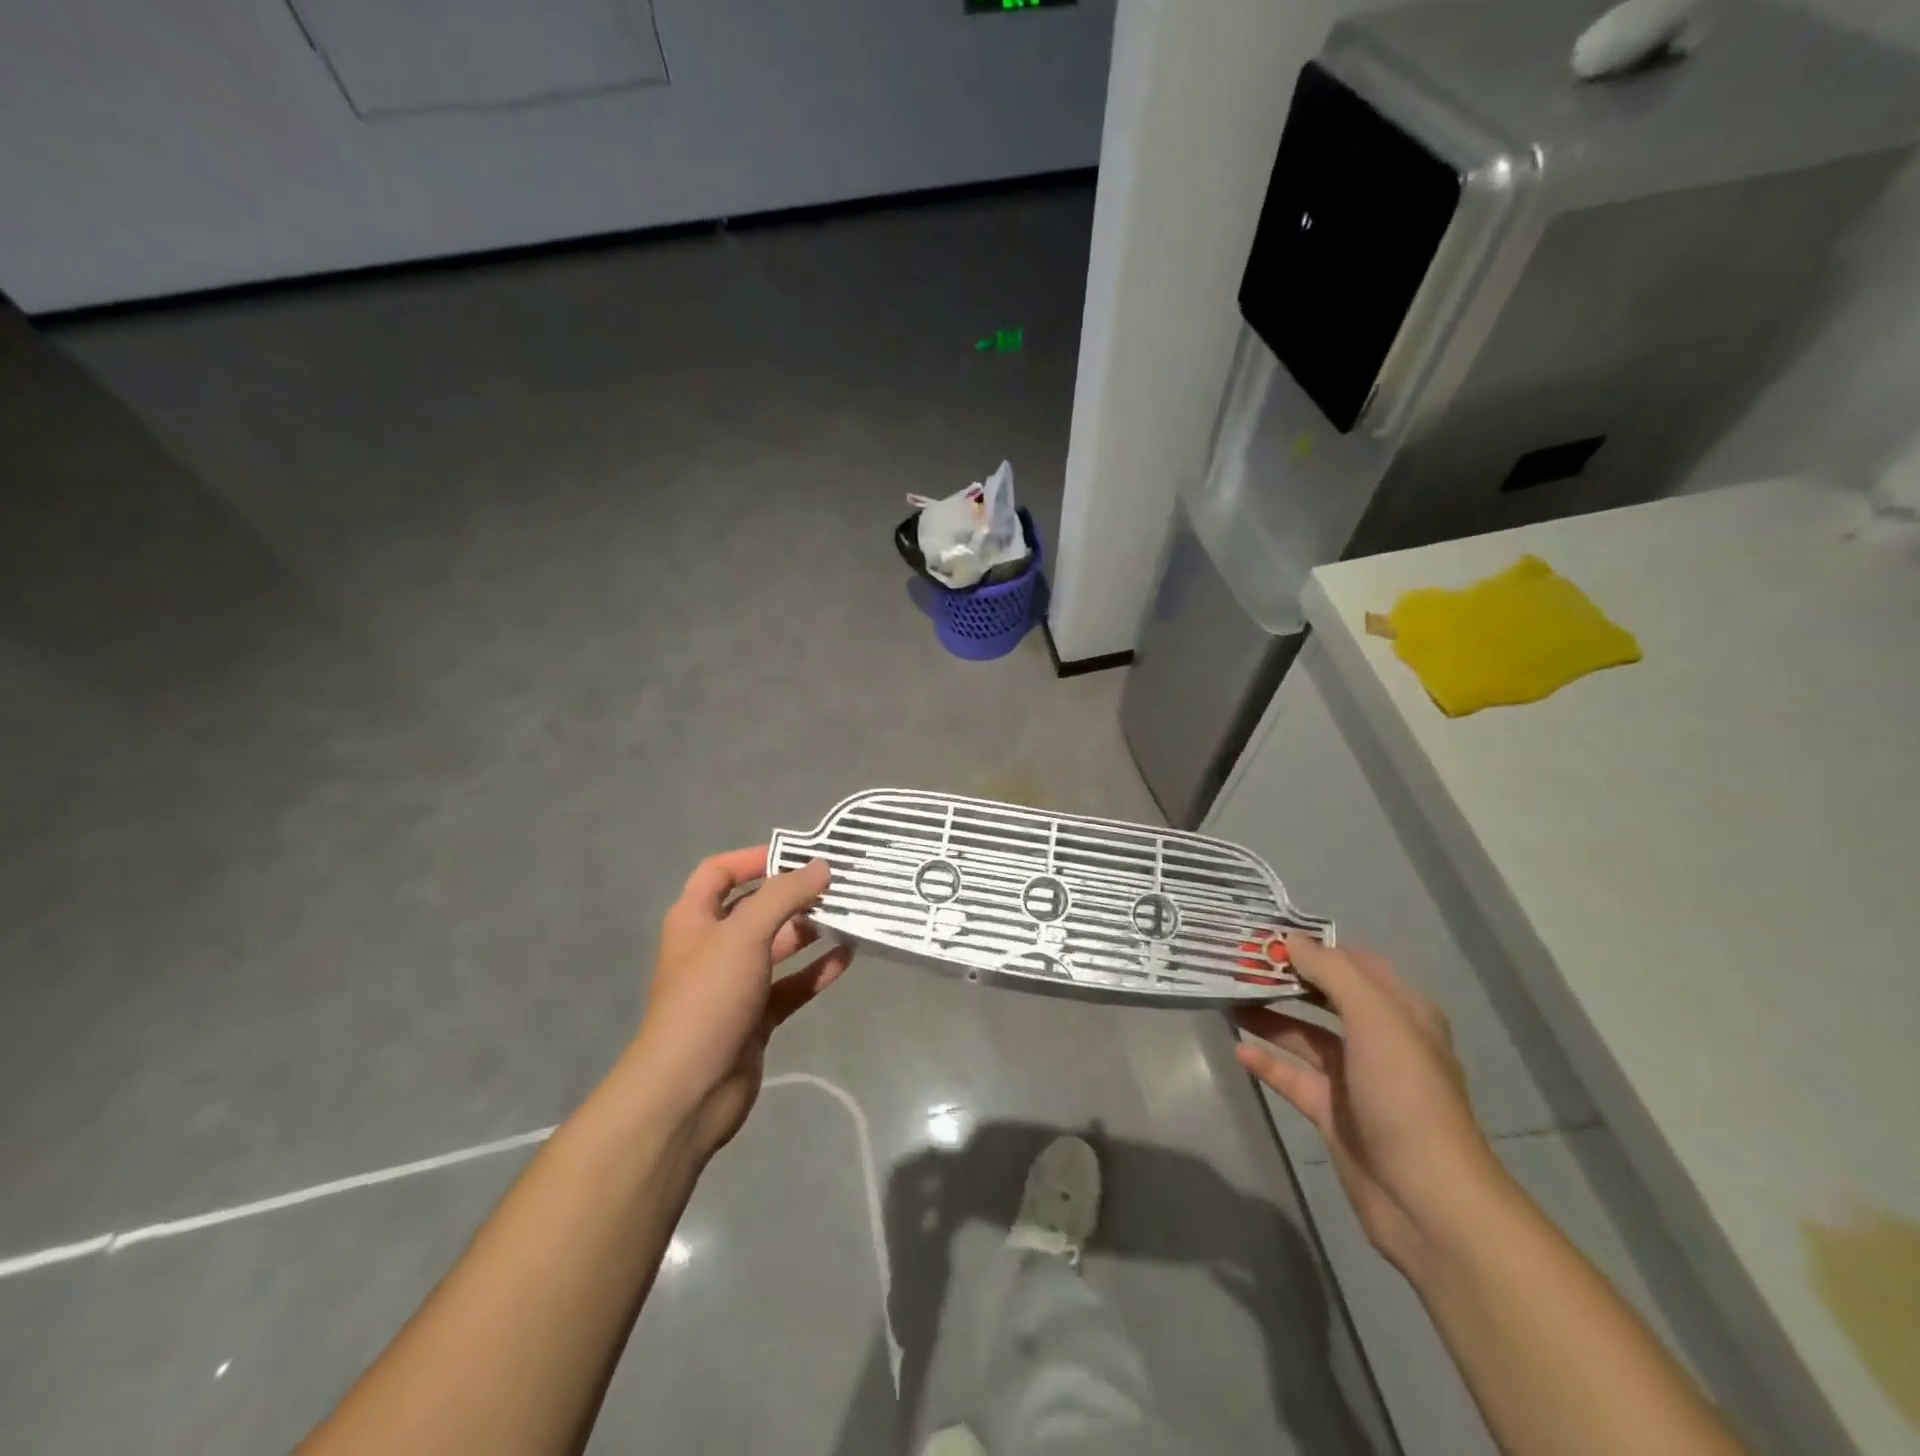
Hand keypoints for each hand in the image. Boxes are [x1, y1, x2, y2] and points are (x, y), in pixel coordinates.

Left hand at [626, 848, 852, 1157]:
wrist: (689, 1090)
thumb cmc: (709, 998)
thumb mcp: (744, 934)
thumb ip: (784, 895)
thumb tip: (822, 867)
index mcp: (695, 919)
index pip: (720, 872)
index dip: (754, 858)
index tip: (799, 854)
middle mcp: (713, 946)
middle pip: (756, 908)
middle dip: (794, 895)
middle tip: (839, 884)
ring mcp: (735, 984)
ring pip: (778, 947)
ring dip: (810, 931)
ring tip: (851, 915)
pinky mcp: (756, 1017)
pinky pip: (791, 985)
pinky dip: (816, 971)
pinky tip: (847, 958)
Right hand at [1235, 937, 1508, 1277]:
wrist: (1427, 1200)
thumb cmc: (1405, 1095)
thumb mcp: (1375, 1019)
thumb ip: (1332, 973)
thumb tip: (1290, 940)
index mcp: (1400, 1012)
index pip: (1352, 963)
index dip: (1312, 946)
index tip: (1264, 934)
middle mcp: (1378, 1039)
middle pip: (1324, 996)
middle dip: (1284, 978)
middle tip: (1237, 962)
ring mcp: (1354, 1078)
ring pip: (1304, 1035)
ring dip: (1269, 1016)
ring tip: (1226, 998)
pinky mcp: (1332, 1113)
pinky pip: (1293, 1077)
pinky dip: (1268, 1061)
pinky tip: (1239, 1049)